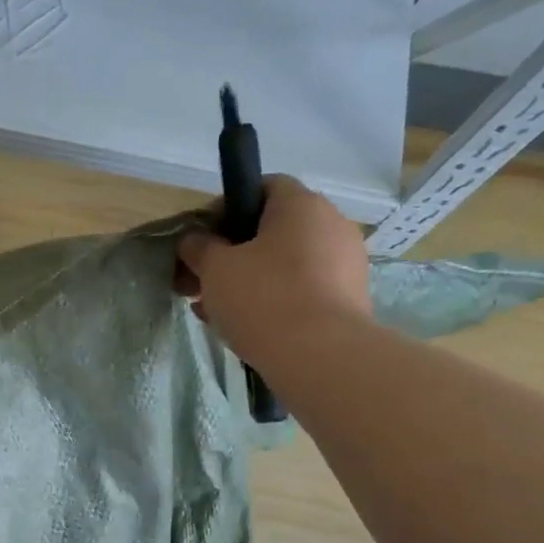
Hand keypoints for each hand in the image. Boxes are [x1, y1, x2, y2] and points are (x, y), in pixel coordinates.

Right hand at [176, 177, 370, 367]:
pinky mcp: (349, 299)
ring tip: (214, 309)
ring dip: (248, 279)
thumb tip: (194, 240)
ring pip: (284, 263)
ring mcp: (345, 263)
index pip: (263, 186)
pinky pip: (302, 288)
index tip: (202, 239)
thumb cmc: (263, 297)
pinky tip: (244, 324)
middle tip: (200, 281)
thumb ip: (199, 247)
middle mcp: (331, 224)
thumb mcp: (215, 268)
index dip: (227, 208)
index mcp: (301, 204)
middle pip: (271, 229)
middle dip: (231, 253)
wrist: (320, 356)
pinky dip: (273, 299)